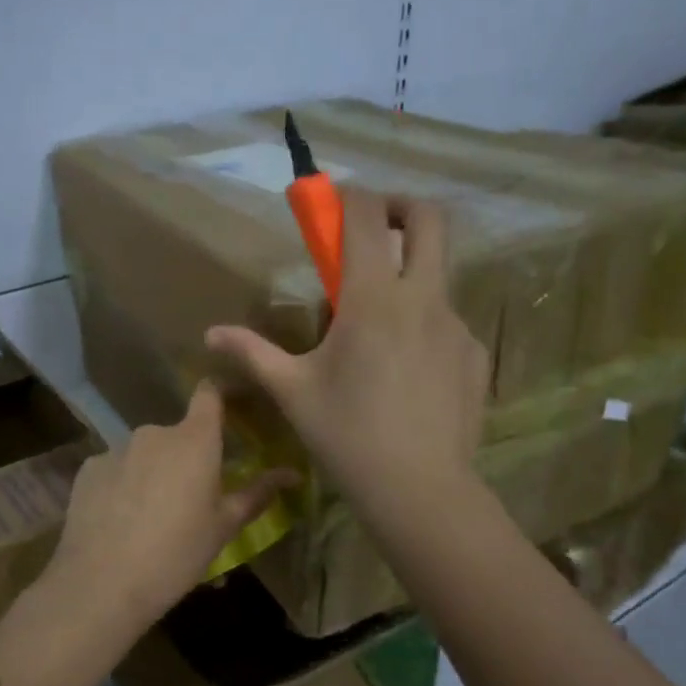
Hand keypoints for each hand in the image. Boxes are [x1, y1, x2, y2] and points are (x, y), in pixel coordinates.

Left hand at [45, 382, 294, 637]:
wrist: (102, 583)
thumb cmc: (176, 554)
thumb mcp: (223, 527)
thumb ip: (257, 493)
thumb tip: (293, 473)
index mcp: (195, 440)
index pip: (209, 394)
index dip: (220, 395)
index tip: (230, 408)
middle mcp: (155, 432)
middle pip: (178, 433)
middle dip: (186, 456)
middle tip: (191, 497)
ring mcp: (116, 448)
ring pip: (145, 453)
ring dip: (153, 472)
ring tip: (152, 516)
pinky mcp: (89, 469)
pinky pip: (115, 468)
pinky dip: (122, 484)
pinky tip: (121, 519)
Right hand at [206, 189, 487, 517]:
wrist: (419, 490)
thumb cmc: (346, 436)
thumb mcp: (292, 392)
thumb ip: (253, 353)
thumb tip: (211, 334)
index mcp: (373, 299)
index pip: (367, 217)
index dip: (348, 196)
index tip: (331, 201)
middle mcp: (422, 298)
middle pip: (431, 220)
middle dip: (402, 207)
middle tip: (376, 227)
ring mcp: (456, 326)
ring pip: (439, 275)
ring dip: (410, 276)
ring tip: (379, 327)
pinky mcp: (475, 355)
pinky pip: (448, 323)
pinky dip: (425, 326)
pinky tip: (407, 372)